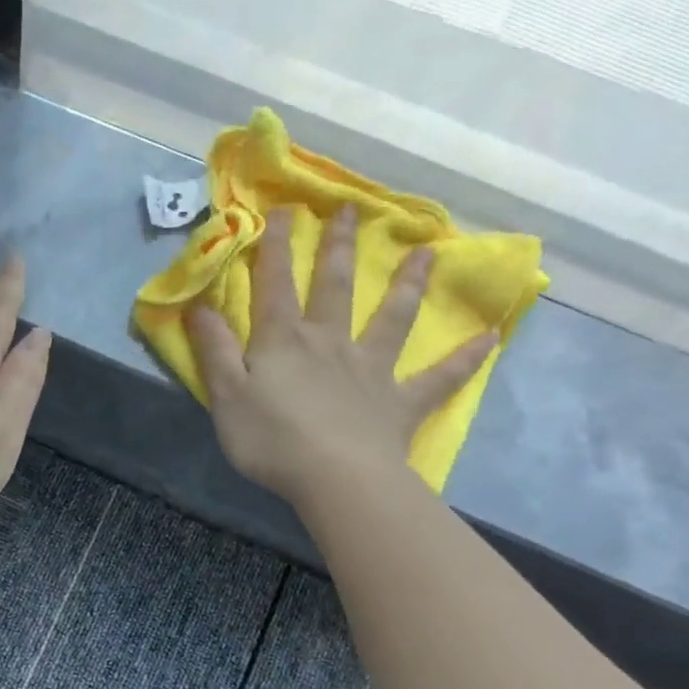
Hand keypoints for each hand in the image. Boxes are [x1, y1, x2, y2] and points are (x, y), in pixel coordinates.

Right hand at [188, 206, 495, 503]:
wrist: (336, 478)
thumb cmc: (271, 438)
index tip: (282, 210)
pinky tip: (490, 339)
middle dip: (338, 248)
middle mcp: (330, 342)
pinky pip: (438, 378)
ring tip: (426, 253)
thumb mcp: (225, 394)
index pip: (275, 285)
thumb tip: (198, 305)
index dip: (274, 248)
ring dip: (409, 285)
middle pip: (335, 286)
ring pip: (393, 318)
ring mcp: (370, 370)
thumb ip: (213, 349)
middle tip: (349, 211)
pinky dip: (464, 359)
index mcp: (284, 341)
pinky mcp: (399, 402)